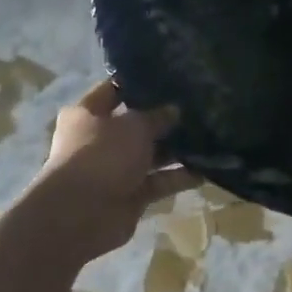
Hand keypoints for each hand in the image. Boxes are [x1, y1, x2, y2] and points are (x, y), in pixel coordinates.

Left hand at [28, 79, 195, 261]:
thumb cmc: (102, 155)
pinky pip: (158, 182)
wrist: (81, 214)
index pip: (114, 91)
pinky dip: (178, 178)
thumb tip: (173, 110)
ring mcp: (114, 169)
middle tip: (198, 110)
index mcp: (87, 114)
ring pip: (150, 156)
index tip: (171, 78)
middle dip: (165, 120)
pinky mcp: (130, 195)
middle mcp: (99, 140)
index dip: (139, 84)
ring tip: (210, 139)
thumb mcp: (134, 126)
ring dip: (176, 150)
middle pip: (136, 126)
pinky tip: (207, 171)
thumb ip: (156, 117)